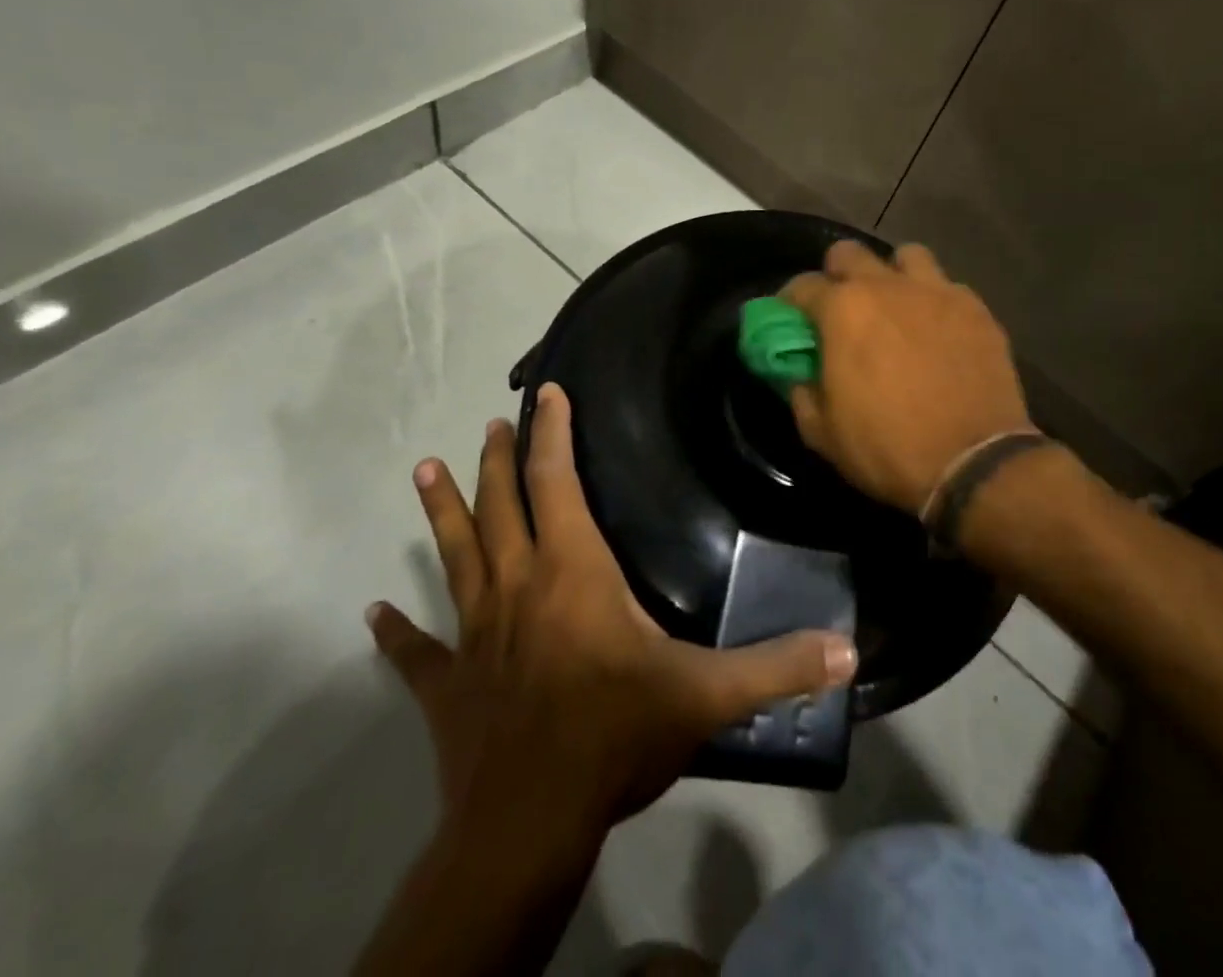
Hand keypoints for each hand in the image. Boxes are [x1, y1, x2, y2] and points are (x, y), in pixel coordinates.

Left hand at [367, 383, 858, 845]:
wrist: (526, 828)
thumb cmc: (614, 739)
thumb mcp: (706, 697)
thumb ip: (776, 666)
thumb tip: (848, 650)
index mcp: (573, 574)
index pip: (557, 485)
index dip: (552, 435)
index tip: (546, 393)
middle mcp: (517, 589)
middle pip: (501, 509)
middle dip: (499, 460)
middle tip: (492, 423)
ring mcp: (475, 637)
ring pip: (455, 558)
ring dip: (443, 512)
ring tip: (425, 468)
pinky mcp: (447, 687)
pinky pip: (417, 651)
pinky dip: (396, 632)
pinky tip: (374, 613)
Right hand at [782, 241, 1032, 516]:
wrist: (973, 463)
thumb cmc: (887, 448)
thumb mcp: (822, 433)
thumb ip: (802, 391)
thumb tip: (800, 373)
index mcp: (844, 309)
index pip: (801, 285)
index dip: (790, 303)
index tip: (792, 321)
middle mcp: (888, 286)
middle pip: (850, 252)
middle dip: (838, 275)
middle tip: (842, 309)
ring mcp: (938, 291)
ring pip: (907, 256)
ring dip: (894, 275)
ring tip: (897, 307)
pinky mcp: (977, 308)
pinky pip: (949, 287)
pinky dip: (936, 301)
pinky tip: (939, 330)